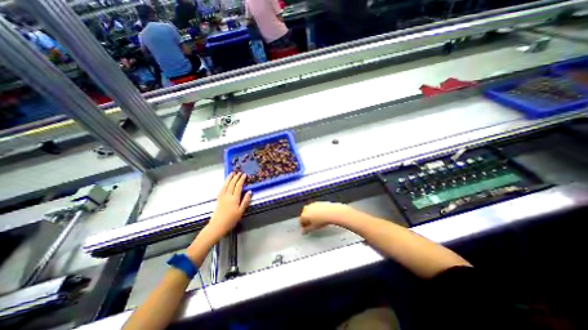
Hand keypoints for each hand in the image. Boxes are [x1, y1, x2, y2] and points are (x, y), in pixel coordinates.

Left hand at [206, 173, 252, 239]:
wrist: (217, 225)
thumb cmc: (231, 219)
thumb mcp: (241, 211)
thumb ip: (245, 201)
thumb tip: (250, 192)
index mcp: (234, 198)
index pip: (238, 186)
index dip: (241, 180)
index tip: (244, 175)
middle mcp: (228, 195)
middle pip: (232, 184)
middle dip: (236, 177)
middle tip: (239, 172)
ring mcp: (222, 196)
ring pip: (226, 185)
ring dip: (229, 178)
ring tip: (232, 173)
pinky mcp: (218, 199)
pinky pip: (222, 188)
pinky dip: (224, 183)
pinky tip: (225, 182)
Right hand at [301, 202, 350, 234]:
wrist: (331, 212)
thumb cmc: (322, 220)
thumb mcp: (313, 228)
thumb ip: (306, 230)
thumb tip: (303, 231)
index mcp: (303, 215)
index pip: (301, 221)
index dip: (303, 226)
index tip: (306, 229)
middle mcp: (306, 208)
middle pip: (305, 215)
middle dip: (307, 220)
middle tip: (311, 225)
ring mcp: (312, 205)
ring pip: (309, 211)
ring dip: (311, 215)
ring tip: (317, 220)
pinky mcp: (318, 202)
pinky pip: (315, 208)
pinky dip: (316, 212)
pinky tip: (321, 215)